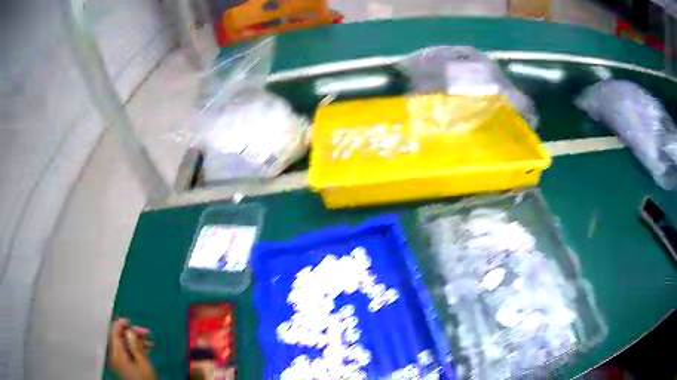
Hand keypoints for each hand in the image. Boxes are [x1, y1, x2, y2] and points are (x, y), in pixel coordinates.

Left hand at [108, 318, 155, 379]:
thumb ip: (135, 345)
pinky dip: (133, 348)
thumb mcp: (143, 363)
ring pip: (122, 344)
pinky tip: (144, 349)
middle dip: (131, 333)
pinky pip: (124, 351)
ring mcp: (116, 360)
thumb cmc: (144, 379)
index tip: (130, 321)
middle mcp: (113, 355)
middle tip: (145, 332)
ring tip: (148, 341)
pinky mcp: (120, 364)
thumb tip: (129, 330)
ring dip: (134, 341)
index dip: (121, 324)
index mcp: (116, 354)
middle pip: (118, 337)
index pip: (113, 332)